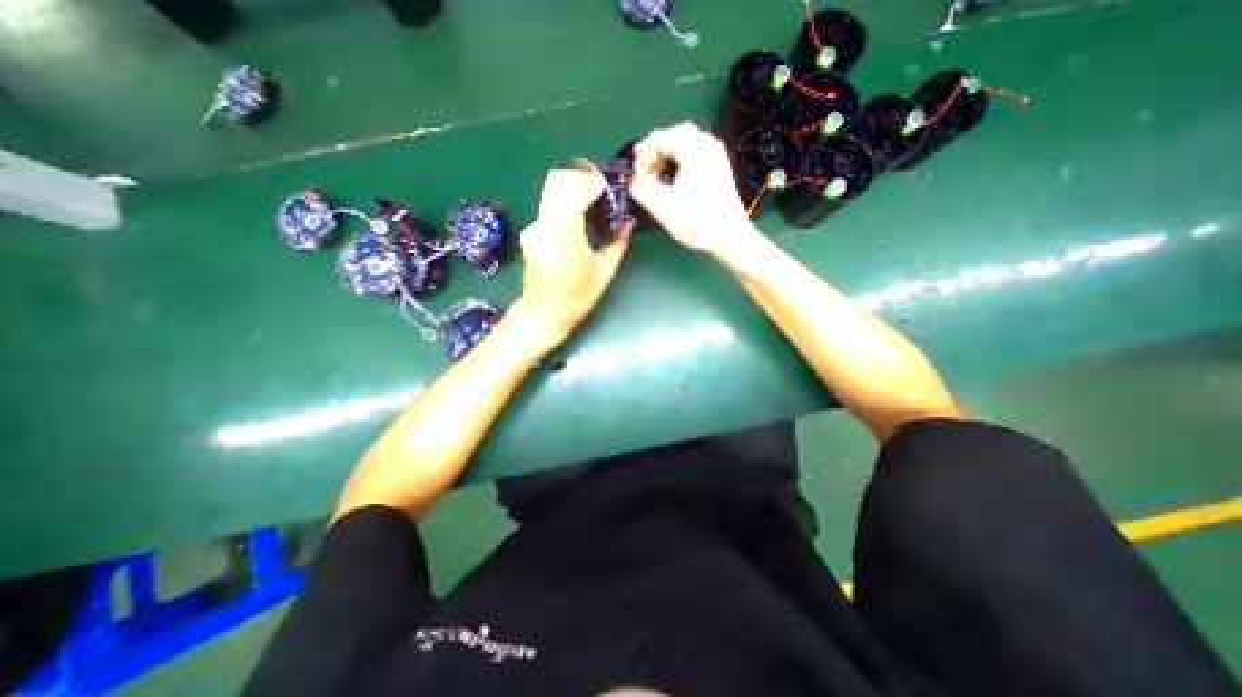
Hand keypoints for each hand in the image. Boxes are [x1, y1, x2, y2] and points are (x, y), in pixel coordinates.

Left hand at [513, 166, 630, 349]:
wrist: (544, 314)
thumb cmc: (577, 296)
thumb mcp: (604, 271)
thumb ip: (618, 243)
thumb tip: (628, 223)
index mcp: (563, 230)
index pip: (578, 191)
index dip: (595, 186)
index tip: (610, 190)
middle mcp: (544, 222)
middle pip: (557, 180)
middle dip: (580, 178)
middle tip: (600, 190)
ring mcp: (533, 227)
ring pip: (550, 191)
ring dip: (571, 189)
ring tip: (592, 203)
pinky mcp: (530, 233)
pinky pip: (548, 208)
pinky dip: (564, 204)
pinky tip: (578, 220)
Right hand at [632, 123, 756, 259]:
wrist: (730, 238)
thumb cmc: (697, 221)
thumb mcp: (662, 206)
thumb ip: (640, 187)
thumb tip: (632, 179)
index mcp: (693, 146)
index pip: (658, 139)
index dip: (642, 158)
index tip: (636, 180)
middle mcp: (707, 143)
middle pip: (672, 135)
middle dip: (653, 151)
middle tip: (641, 171)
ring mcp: (716, 154)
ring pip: (684, 143)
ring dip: (666, 156)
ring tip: (654, 175)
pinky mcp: (719, 168)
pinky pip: (694, 154)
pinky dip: (679, 161)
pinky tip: (673, 178)